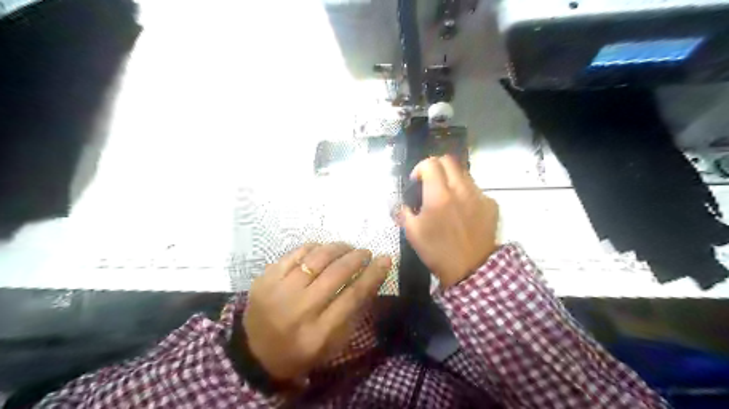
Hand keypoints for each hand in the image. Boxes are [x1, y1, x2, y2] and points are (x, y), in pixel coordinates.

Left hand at [243, 243, 392, 379]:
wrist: (255, 353)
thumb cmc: (301, 351)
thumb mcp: (333, 342)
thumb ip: (354, 311)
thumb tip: (374, 275)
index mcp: (318, 334)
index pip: (353, 296)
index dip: (372, 275)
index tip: (385, 259)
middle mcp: (298, 311)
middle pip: (336, 273)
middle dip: (357, 257)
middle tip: (365, 253)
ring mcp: (278, 292)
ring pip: (316, 258)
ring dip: (337, 248)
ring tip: (347, 248)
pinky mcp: (264, 279)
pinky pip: (295, 253)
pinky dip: (314, 248)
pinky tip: (323, 249)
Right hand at [401, 154, 497, 286]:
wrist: (470, 269)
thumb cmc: (437, 251)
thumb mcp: (412, 232)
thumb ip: (403, 211)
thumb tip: (398, 202)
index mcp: (439, 195)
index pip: (430, 163)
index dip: (419, 168)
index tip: (416, 182)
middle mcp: (461, 189)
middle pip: (449, 161)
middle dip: (436, 167)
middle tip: (430, 183)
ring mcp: (479, 196)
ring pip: (464, 173)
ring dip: (451, 178)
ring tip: (447, 196)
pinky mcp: (491, 205)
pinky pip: (476, 190)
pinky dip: (466, 193)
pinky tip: (463, 210)